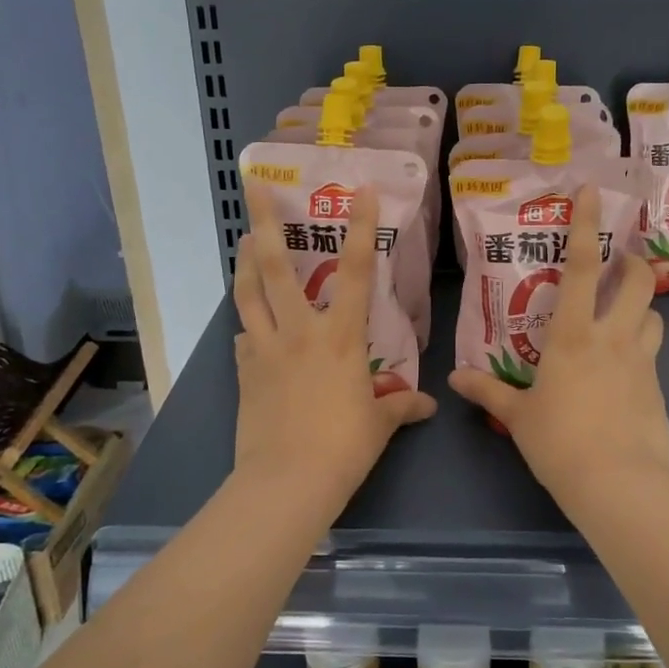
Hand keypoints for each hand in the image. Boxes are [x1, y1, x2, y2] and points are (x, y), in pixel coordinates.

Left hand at [231, 182, 435, 515]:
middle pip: (276, 266)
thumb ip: (400, 406)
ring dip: (243, 263)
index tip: (360, 190)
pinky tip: (248, 329)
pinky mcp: (243, 372)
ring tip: (242, 239)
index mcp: (340, 336)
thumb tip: (425, 405)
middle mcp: (299, 330)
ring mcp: (264, 349)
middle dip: (264, 222)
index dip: (360, 227)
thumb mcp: (380, 425)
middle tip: (254, 186)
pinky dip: (247, 327)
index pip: (353, 270)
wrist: (287, 481)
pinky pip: (243, 339)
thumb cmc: (344, 447)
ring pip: (248, 294)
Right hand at [447, 184, 668, 506]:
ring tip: (624, 319)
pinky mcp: (657, 389)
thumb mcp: (518, 416)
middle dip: (634, 263)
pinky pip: (652, 356)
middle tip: (622, 262)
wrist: (617, 484)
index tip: (592, 192)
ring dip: (642, 309)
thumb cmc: (559, 442)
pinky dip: (641, 351)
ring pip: (654, 317)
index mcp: (573, 335)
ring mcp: (641, 362)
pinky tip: (623, 375)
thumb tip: (455, 379)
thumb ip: (488, 391)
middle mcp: (612, 338)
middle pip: (638, 283)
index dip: (586, 225)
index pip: (580, 267)